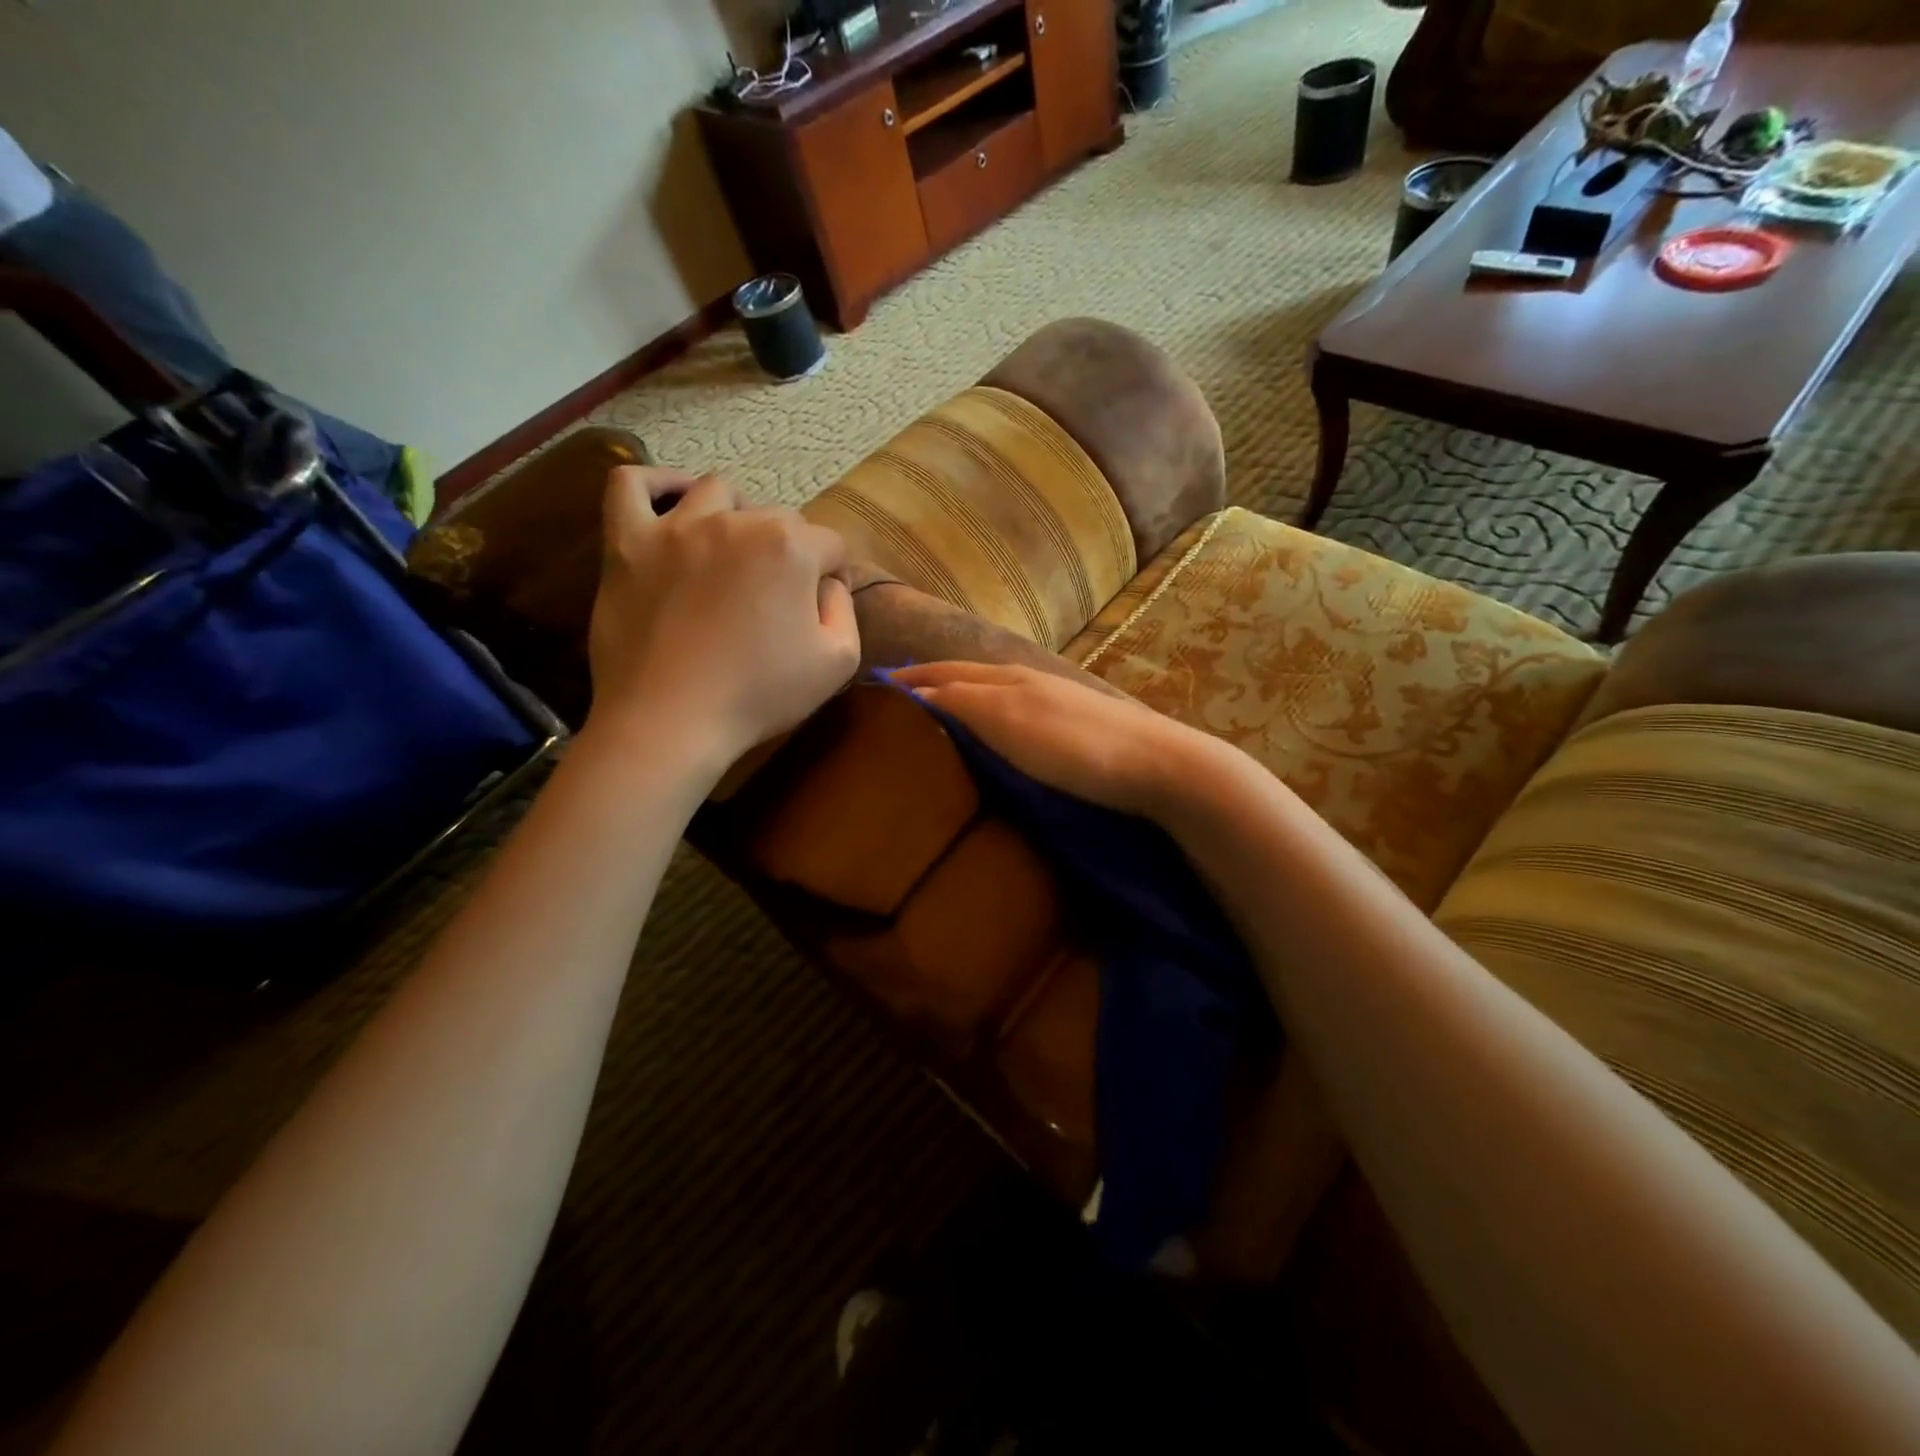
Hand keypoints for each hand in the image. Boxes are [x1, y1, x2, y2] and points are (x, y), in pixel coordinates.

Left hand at [586, 467, 859, 767]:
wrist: (670, 723)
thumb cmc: (759, 696)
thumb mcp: (838, 662)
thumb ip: (844, 608)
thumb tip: (828, 582)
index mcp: (790, 548)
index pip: (830, 545)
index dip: (832, 577)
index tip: (818, 609)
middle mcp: (736, 522)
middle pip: (777, 518)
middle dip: (787, 552)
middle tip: (774, 598)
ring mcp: (675, 527)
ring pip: (716, 493)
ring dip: (735, 517)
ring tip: (730, 554)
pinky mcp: (626, 543)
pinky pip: (630, 485)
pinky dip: (655, 484)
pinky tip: (671, 504)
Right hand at [886, 661, 1228, 819]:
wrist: (1158, 766)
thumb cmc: (1076, 746)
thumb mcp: (1009, 721)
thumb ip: (962, 703)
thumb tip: (916, 695)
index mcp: (1007, 678)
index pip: (945, 672)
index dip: (910, 680)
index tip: (875, 690)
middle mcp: (1027, 682)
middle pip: (967, 678)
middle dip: (930, 685)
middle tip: (896, 704)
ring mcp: (1053, 704)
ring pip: (991, 695)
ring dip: (958, 702)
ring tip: (933, 721)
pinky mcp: (1073, 730)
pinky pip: (1014, 716)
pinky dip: (987, 720)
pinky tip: (991, 739)